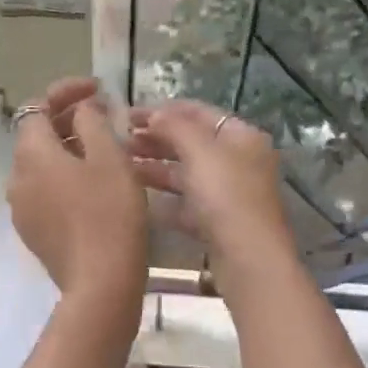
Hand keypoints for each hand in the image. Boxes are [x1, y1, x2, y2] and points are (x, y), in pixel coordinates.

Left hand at [7, 77, 147, 310]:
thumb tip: (81, 109)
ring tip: (101, 150)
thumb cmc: (110, 213)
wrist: (101, 282)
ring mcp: (21, 208)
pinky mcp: (32, 232)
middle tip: (103, 117)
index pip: (37, 106)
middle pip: (36, 136)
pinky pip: (44, 191)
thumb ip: (92, 122)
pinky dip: (63, 178)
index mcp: (31, 154)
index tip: (97, 89)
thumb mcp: (109, 157)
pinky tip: (91, 186)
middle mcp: (16, 178)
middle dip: (66, 120)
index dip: (65, 91)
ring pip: (40, 165)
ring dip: (66, 150)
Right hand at [127, 99, 293, 261]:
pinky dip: (164, 200)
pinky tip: (138, 198)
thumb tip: (154, 115)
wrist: (247, 257)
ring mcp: (229, 195)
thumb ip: (174, 127)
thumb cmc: (226, 195)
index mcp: (241, 136)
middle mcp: (238, 161)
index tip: (128, 114)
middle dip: (156, 140)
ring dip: (155, 168)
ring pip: (187, 174)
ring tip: (122, 166)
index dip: (163, 110)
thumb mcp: (199, 151)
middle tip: (120, 141)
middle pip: (192, 144)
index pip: (199, 113)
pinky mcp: (218, 223)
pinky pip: (186, 204)